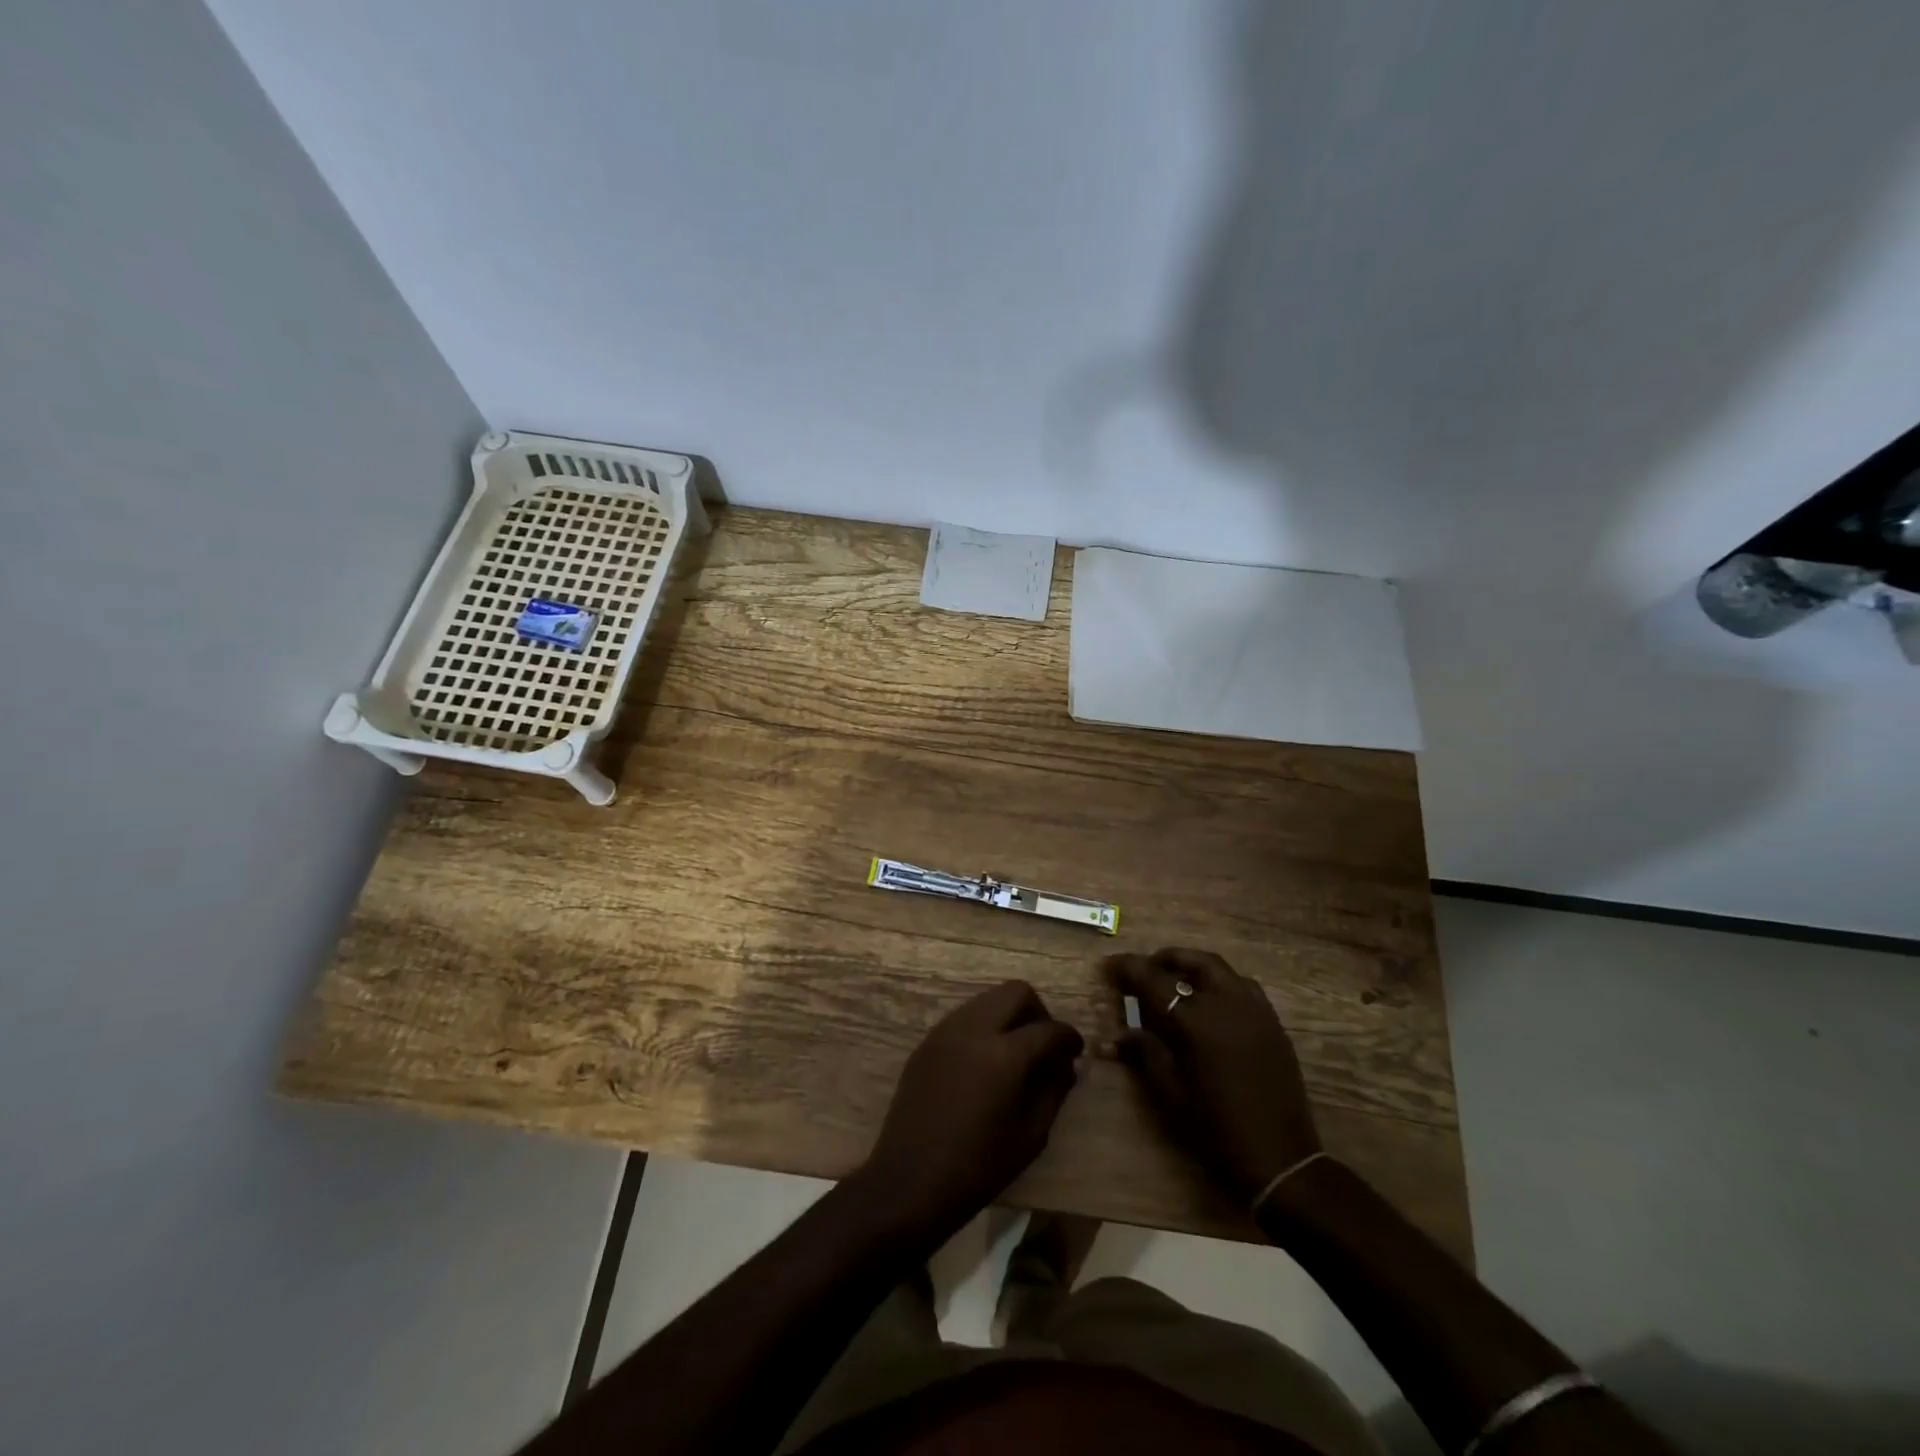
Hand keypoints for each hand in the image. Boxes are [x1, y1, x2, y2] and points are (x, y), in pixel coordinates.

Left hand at [860, 981, 1083, 1235]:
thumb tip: (1065, 1065)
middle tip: (1044, 1046)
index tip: (1075, 1053)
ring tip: (1014, 1054)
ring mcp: (947, 1031)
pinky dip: (983, 1027)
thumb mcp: (1031, 1135)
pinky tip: (984, 1063)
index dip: (1069, 1038)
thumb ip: (1054, 1091)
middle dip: (1038, 1013)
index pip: (1049, 1029)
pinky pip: (965, 1017)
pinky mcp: (928, 1041)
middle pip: (1016, 992)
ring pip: (988, 999)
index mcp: (1005, 1054)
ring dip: (1008, 1016)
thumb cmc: (978, 1167)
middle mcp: (975, 1029)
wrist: (910, 1180)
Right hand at [1106, 948, 1320, 1202]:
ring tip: (1177, 982)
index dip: (1129, 969)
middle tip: (1147, 969)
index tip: (1111, 965)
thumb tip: (1113, 1037)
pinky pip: (1244, 988)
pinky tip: (1211, 1005)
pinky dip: (1221, 984)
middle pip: (1195, 962)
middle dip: (1167, 959)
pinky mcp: (1273, 1024)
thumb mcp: (1171, 1092)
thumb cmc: (1216, 1128)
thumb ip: (1144, 1053)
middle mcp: (1227, 1004)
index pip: (1154, 980)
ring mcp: (1256, 1011)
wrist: (1280, 1160)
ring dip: (1196, 968)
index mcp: (1196, 1022)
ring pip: (1222, 971)